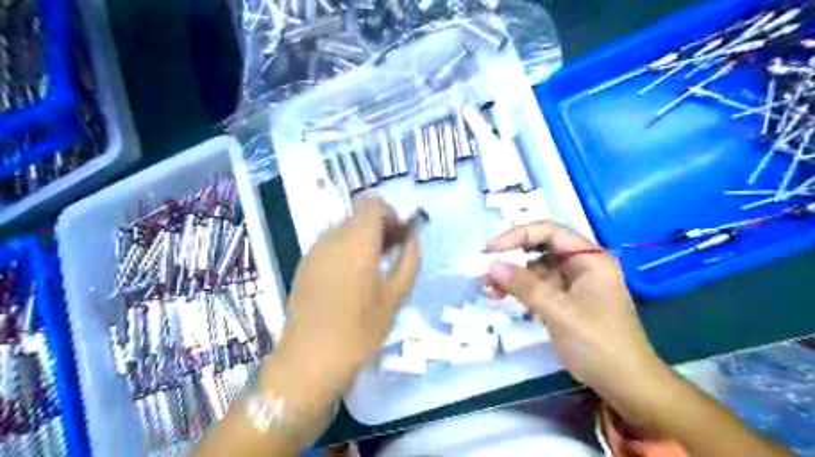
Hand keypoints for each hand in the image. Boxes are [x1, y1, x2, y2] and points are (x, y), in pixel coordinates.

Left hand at [273, 198, 422, 394]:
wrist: (308, 361)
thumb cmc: (359, 330)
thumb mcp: (395, 296)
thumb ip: (409, 260)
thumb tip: (414, 237)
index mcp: (356, 241)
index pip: (372, 203)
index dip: (390, 214)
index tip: (400, 238)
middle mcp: (331, 238)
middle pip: (358, 215)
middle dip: (380, 227)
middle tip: (393, 254)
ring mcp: (314, 251)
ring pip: (344, 229)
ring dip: (363, 239)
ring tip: (375, 268)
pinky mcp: (304, 265)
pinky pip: (331, 244)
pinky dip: (347, 250)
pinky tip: (352, 279)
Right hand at [483, 221, 675, 428]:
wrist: (626, 385)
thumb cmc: (599, 344)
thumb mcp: (559, 312)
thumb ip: (524, 285)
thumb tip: (490, 264)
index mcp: (589, 258)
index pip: (548, 231)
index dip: (517, 236)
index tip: (491, 251)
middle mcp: (581, 264)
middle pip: (539, 248)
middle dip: (510, 257)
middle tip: (483, 271)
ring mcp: (572, 282)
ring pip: (534, 268)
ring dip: (510, 276)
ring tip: (487, 288)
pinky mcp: (564, 299)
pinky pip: (536, 286)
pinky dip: (518, 290)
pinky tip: (500, 297)